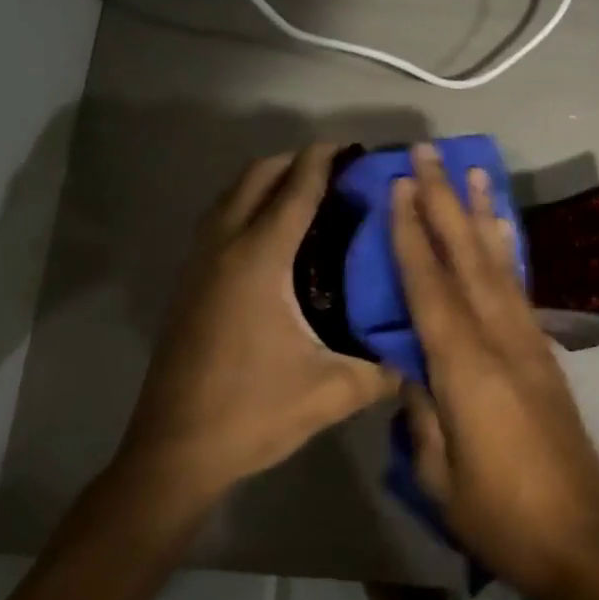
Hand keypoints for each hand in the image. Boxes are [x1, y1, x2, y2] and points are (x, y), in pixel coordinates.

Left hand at [120, 144, 398, 510]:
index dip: (324, 161)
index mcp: (259, 262)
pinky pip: (220, 220)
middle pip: (257, 177)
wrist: (174, 452)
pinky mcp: (189, 284)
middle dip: (296, 161)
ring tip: (310, 195)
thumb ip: (384, 370)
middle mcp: (224, 249)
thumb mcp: (332, 393)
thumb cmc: (253, 414)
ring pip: (231, 195)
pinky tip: (275, 237)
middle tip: (339, 172)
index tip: (354, 148)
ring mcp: (199, 264)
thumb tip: (424, 353)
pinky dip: (248, 206)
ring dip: (268, 181)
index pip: (296, 190)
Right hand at [391, 144, 598, 599]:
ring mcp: (529, 343)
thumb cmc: (500, 516)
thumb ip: (421, 412)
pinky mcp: (545, 353)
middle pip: (467, 258)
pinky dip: (508, 251)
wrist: (582, 540)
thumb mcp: (439, 475)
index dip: (411, 235)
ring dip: (482, 214)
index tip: (398, 188)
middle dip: (445, 202)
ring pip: (499, 264)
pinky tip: (501, 230)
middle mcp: (502, 341)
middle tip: (429, 154)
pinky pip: (520, 288)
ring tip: (474, 171)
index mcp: (467, 370)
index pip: (430, 288)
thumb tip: (408, 367)